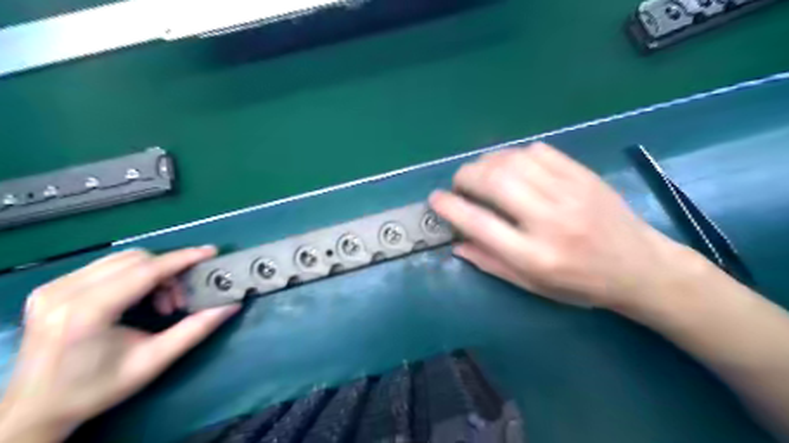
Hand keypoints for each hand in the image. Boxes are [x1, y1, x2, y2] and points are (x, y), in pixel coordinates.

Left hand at [1, 247, 240, 440]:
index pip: (145, 270)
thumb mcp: (154, 361)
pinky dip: (133, 275)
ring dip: (152, 273)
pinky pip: (105, 266)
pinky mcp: (50, 288)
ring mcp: (52, 288)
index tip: (211, 251)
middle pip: (135, 259)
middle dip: (168, 272)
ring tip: (159, 303)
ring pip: (121, 259)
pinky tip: (136, 299)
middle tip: (179, 301)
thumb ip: (196, 329)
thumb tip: (230, 305)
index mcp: (87, 312)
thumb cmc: (98, 388)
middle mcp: (64, 293)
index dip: (182, 258)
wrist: (36, 408)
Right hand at [430, 143, 694, 309]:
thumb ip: (491, 263)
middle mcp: (549, 220)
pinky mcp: (582, 175)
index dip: (450, 207)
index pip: (479, 223)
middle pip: (494, 182)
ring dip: (486, 163)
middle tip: (459, 184)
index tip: (436, 199)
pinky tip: (512, 167)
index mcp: (535, 256)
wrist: (640, 267)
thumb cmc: (581, 284)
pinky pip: (538, 151)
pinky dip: (515, 154)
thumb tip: (456, 243)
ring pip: (513, 161)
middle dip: (465, 177)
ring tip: (481, 174)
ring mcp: (569, 192)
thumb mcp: (532, 286)